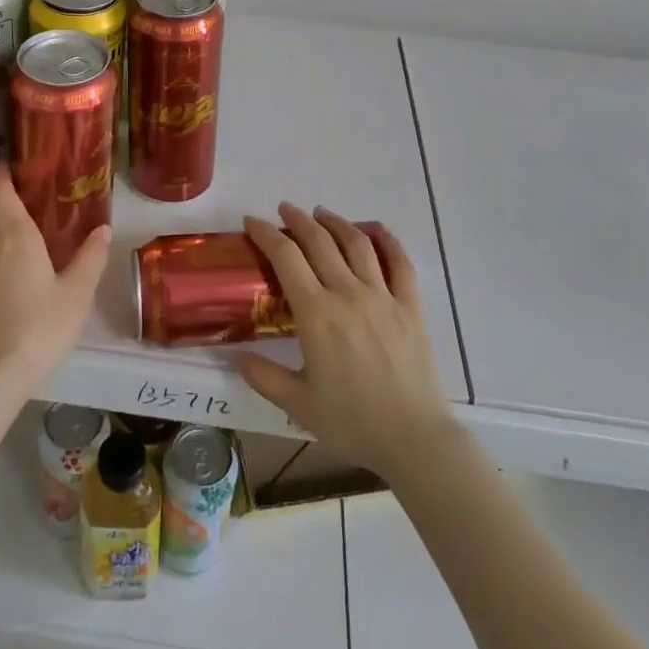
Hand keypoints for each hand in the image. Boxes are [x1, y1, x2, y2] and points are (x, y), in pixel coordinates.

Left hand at [0, 164, 109, 403]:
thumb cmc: (40, 327)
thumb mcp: (77, 293)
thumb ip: (90, 258)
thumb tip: (103, 228)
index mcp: (15, 237)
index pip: (0, 193)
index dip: (2, 176)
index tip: (10, 164)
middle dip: (0, 202)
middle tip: (26, 200)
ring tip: (21, 236)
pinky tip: (12, 273)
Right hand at [234, 206, 454, 478]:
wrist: (415, 440)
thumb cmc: (353, 422)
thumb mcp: (298, 405)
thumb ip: (263, 377)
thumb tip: (233, 356)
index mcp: (317, 314)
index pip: (286, 258)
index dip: (266, 234)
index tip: (252, 221)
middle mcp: (348, 293)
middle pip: (319, 242)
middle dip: (298, 220)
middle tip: (284, 209)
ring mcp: (383, 296)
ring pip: (357, 244)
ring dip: (336, 222)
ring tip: (321, 213)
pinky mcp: (410, 306)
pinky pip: (400, 263)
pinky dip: (386, 240)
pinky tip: (375, 230)